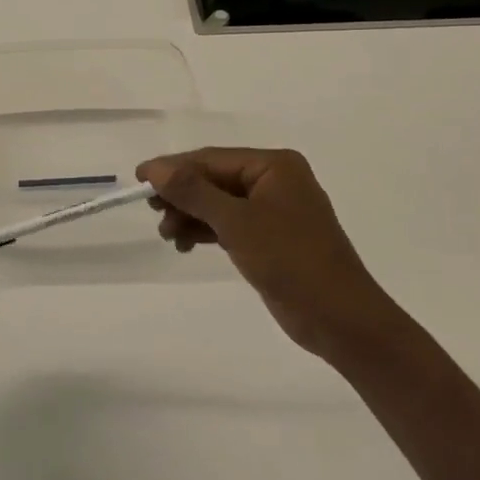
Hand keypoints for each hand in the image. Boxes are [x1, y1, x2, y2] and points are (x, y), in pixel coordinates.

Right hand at [137, 148, 393, 361]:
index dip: (173, 168)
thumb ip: (194, 192)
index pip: (212, 159)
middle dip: (182, 196)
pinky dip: (206, 231)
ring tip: (167, 236)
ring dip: (190, 216)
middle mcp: (274, 181)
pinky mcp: (270, 238)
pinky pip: (229, 224)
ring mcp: (273, 210)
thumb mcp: (237, 222)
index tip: (138, 179)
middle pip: (214, 179)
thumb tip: (154, 168)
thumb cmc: (291, 261)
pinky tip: (184, 245)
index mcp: (274, 166)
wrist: (340, 320)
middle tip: (153, 213)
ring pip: (218, 203)